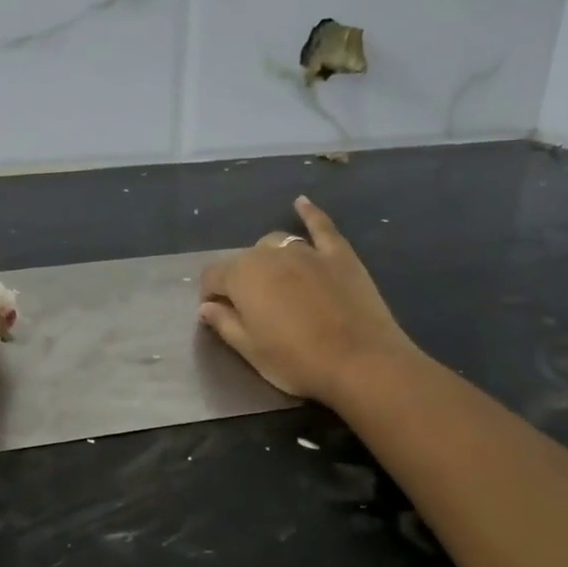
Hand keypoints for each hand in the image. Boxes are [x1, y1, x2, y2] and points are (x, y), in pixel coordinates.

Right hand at [198, 196, 418, 405]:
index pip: (212, 276)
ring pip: (276, 243)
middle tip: (252, 310)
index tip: (217, 314)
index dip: (210, 295)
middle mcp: (269, 254)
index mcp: (241, 277)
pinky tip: (301, 203)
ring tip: (275, 282)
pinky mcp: (339, 255)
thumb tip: (206, 307)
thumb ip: (224, 323)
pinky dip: (309, 214)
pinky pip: (320, 226)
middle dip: (240, 280)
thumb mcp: (250, 350)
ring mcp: (306, 251)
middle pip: (244, 260)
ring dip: (268, 258)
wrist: (361, 363)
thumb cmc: (296, 361)